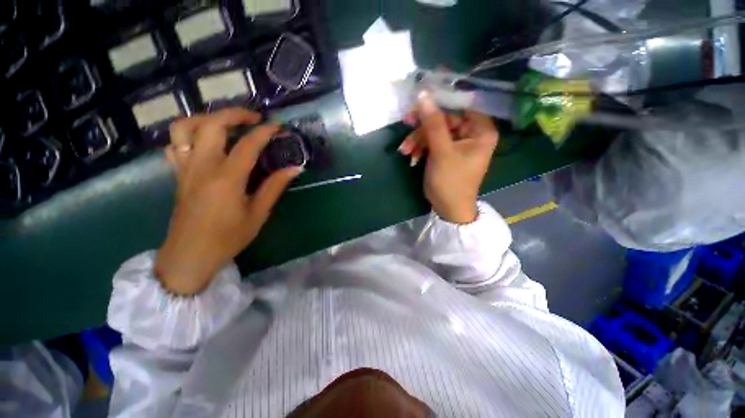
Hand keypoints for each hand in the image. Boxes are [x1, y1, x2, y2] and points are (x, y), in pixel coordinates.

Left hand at [156, 108, 302, 294]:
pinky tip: (205, 141)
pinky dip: (189, 134)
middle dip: (235, 113)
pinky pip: (175, 144)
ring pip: (185, 127)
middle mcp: (202, 166)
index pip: (247, 144)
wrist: (190, 254)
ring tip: (226, 123)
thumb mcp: (258, 213)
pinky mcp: (178, 174)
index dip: (265, 132)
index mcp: (226, 178)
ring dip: (207, 118)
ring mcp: (185, 168)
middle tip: (254, 118)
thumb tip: (294, 169)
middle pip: (211, 124)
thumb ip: (274, 187)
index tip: (278, 127)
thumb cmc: (228, 237)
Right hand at [399, 92, 498, 223]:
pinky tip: (412, 156)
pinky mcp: (446, 152)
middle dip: (423, 127)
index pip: (461, 105)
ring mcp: (458, 144)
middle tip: (405, 124)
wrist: (448, 209)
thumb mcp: (442, 152)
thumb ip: (433, 123)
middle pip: (444, 118)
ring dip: (417, 140)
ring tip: (405, 150)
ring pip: (435, 131)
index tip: (420, 103)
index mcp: (480, 130)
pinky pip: (432, 143)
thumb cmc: (451, 181)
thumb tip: (423, 95)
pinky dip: (420, 148)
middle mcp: (472, 133)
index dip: (441, 102)